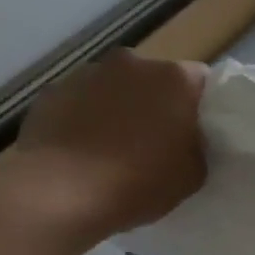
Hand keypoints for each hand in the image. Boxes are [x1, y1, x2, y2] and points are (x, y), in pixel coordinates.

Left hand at [0, 50, 208, 247]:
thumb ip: (198, 146)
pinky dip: (87, 118)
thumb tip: (188, 139)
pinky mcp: (54, 91)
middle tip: (159, 141)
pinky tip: (85, 151)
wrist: (61, 192)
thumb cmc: (139, 182)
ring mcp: (89, 73)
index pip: (201, 80)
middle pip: (155, 79)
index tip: (197, 131)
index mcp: (175, 79)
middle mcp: (133, 63)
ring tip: (116, 148)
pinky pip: (82, 102)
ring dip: (121, 108)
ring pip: (117, 88)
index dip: (200, 106)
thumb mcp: (193, 174)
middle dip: (159, 104)